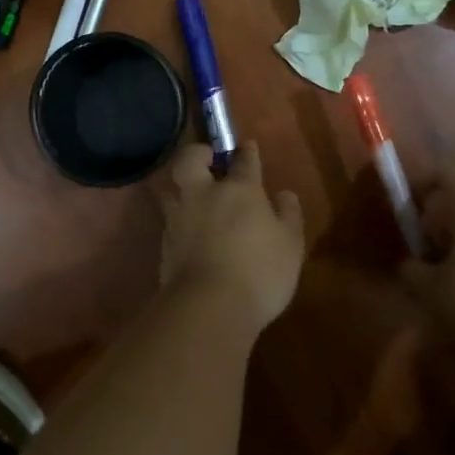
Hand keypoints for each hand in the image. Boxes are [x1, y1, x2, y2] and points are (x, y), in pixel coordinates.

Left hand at [160, 142, 305, 328]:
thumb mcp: (290, 244)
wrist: (208, 307)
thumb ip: (288, 215)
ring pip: (174, 189)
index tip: (247, 147)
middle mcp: (204, 195)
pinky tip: (191, 233)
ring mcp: (179, 218)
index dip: (246, 151)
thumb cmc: (259, 271)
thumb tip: (284, 194)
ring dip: (184, 188)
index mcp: (239, 189)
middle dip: (199, 153)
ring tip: (197, 199)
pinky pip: (171, 220)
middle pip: (191, 159)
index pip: (243, 160)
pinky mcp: (164, 244)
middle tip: (209, 160)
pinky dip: (181, 220)